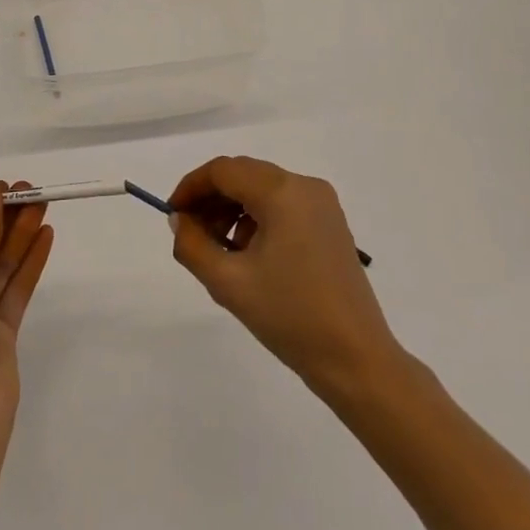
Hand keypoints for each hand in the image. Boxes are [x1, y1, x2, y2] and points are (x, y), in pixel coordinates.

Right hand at [169, 156, 398, 396]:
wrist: (356, 359)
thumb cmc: (290, 317)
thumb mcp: (229, 283)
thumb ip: (193, 245)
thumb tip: (181, 220)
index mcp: (282, 192)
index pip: (224, 170)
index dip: (192, 186)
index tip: (173, 214)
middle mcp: (304, 185)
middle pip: (244, 174)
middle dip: (212, 198)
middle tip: (190, 233)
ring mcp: (322, 203)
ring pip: (263, 188)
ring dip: (233, 209)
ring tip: (219, 250)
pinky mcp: (330, 223)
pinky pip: (283, 204)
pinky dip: (258, 218)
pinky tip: (249, 255)